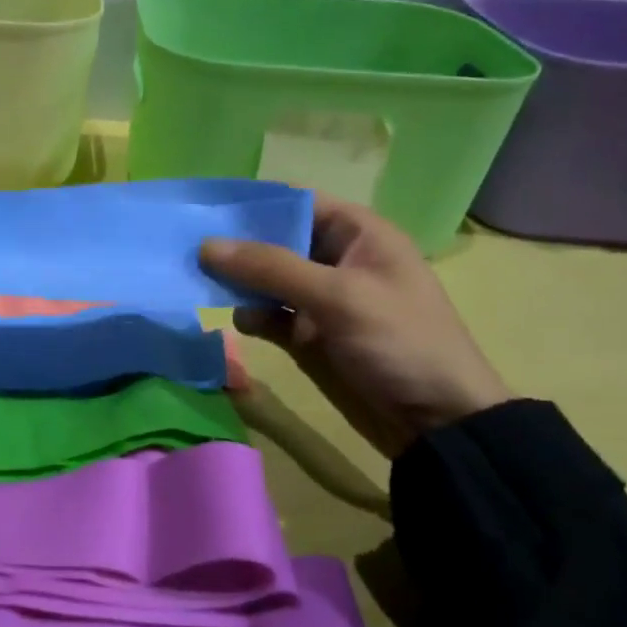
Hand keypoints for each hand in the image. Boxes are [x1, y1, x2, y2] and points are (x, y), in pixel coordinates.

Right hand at [200, 198, 509, 458]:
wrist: (438, 423)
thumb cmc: (400, 342)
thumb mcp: (338, 296)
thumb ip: (271, 268)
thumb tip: (207, 245)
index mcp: (358, 235)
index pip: (298, 202)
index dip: (254, 203)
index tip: (205, 207)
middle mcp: (336, 260)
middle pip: (276, 240)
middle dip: (237, 245)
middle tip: (189, 247)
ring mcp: (322, 299)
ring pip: (267, 279)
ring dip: (239, 281)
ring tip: (201, 282)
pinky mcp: (310, 335)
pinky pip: (271, 314)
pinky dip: (253, 315)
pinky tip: (240, 321)